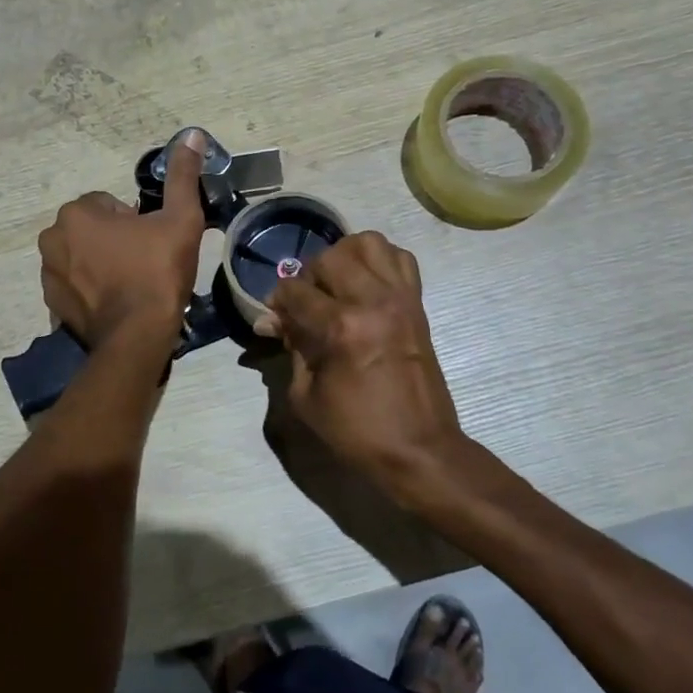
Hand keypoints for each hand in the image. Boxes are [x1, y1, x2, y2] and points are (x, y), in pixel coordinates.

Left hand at [37, 132, 205, 346]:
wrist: (137, 337)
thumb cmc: (158, 272)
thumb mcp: (180, 219)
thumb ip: (182, 176)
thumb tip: (191, 134)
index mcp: (77, 213)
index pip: (110, 205)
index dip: (137, 222)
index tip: (152, 243)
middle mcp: (52, 238)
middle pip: (93, 230)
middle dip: (115, 241)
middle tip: (145, 264)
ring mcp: (48, 273)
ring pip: (82, 256)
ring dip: (101, 264)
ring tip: (131, 285)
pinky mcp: (51, 304)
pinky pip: (74, 284)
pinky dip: (90, 289)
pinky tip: (116, 303)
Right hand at [257, 232, 472, 505]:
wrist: (420, 449)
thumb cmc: (357, 430)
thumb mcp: (306, 395)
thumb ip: (291, 347)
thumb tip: (272, 321)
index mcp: (342, 328)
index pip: (296, 290)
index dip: (277, 300)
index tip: (275, 316)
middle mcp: (373, 301)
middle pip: (329, 257)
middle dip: (309, 276)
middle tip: (307, 303)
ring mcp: (401, 298)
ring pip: (368, 243)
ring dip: (345, 256)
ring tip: (337, 285)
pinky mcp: (418, 303)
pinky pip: (400, 258)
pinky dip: (379, 261)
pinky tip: (366, 285)